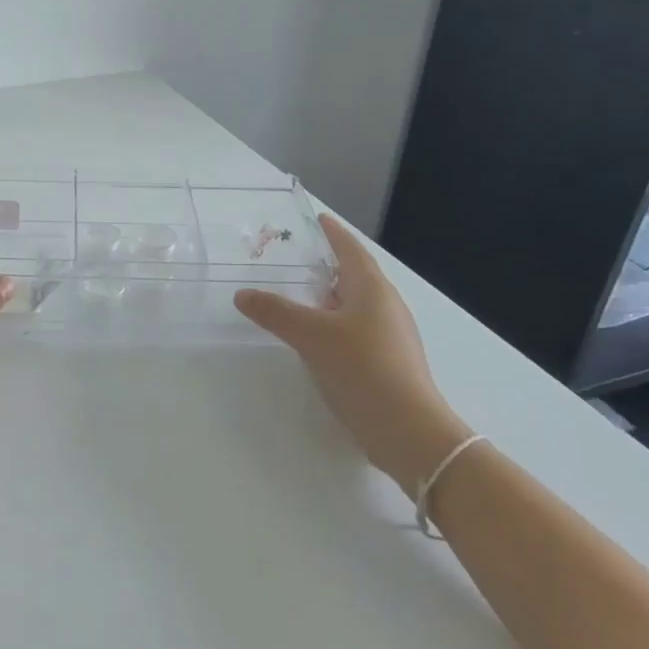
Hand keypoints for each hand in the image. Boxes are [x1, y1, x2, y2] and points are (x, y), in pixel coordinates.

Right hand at [235, 214, 469, 496]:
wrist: (406, 429)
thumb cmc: (361, 367)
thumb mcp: (311, 335)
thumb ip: (276, 312)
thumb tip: (242, 294)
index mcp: (372, 290)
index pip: (351, 250)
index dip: (334, 234)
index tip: (319, 220)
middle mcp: (386, 307)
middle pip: (356, 277)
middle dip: (330, 267)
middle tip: (298, 260)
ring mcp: (391, 336)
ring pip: (357, 306)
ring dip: (331, 298)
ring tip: (301, 298)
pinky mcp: (388, 363)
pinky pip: (357, 331)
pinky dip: (335, 325)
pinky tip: (318, 340)